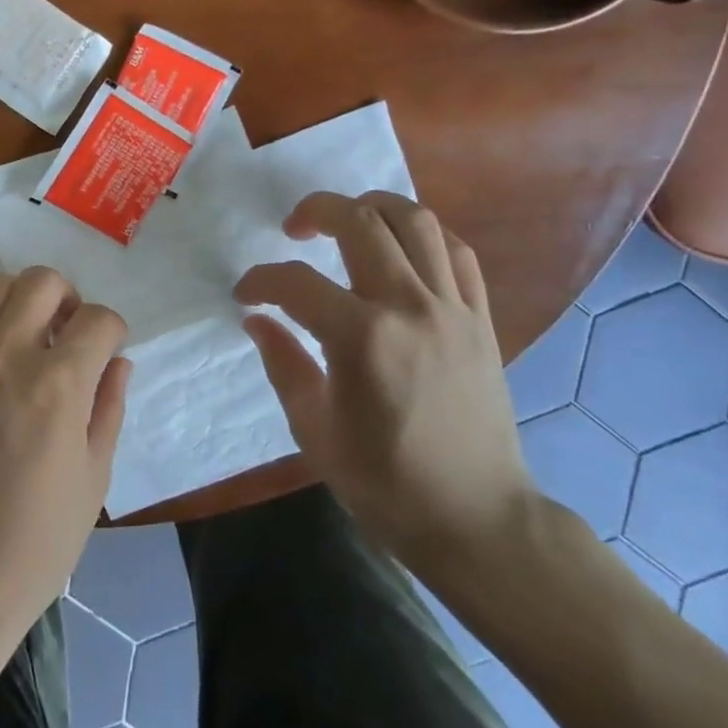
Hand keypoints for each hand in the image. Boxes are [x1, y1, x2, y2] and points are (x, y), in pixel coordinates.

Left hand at [0, 269, 130, 639]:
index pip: (99, 320)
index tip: (107, 348)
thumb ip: (109, 408)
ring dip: (17, 297)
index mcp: (59, 387)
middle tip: (66, 332)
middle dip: (67, 298)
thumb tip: (118, 361)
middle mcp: (8, 359)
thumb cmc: (36, 542)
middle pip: (42, 282)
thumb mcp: (94, 479)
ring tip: (21, 329)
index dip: (112, 330)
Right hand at [233, 192, 535, 573]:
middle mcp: (409, 307)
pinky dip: (425, 236)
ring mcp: (453, 309)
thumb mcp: (314, 430)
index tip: (246, 294)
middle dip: (315, 211)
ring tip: (348, 221)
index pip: (295, 283)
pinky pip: (457, 253)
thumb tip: (258, 319)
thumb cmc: (386, 483)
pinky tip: (402, 249)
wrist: (477, 520)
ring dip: (373, 207)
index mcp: (361, 338)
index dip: (260, 280)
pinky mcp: (481, 320)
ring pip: (416, 221)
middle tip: (293, 229)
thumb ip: (283, 363)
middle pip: (360, 223)